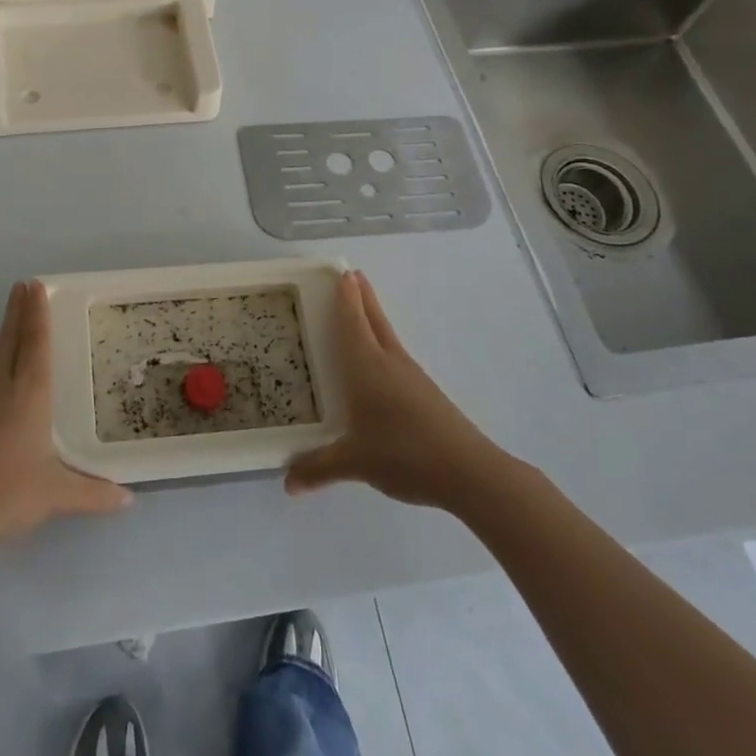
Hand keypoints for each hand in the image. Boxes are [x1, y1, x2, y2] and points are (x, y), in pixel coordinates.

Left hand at [0, 280, 131, 558]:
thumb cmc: (2, 495)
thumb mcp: (55, 496)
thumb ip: (93, 494)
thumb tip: (129, 500)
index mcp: (27, 396)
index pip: (35, 344)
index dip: (37, 314)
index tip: (35, 285)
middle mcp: (0, 389)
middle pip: (11, 340)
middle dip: (19, 311)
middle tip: (24, 284)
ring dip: (8, 332)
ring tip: (17, 317)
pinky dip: (0, 358)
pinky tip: (3, 372)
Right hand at [286, 270, 508, 509]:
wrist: (468, 472)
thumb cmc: (404, 454)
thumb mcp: (355, 463)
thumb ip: (319, 468)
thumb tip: (287, 483)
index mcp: (368, 367)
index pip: (353, 322)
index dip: (346, 297)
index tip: (342, 272)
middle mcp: (390, 363)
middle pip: (374, 320)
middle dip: (362, 297)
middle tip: (352, 275)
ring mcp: (411, 377)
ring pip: (388, 337)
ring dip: (374, 319)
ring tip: (360, 312)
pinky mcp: (425, 394)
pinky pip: (396, 358)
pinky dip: (383, 346)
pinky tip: (379, 365)